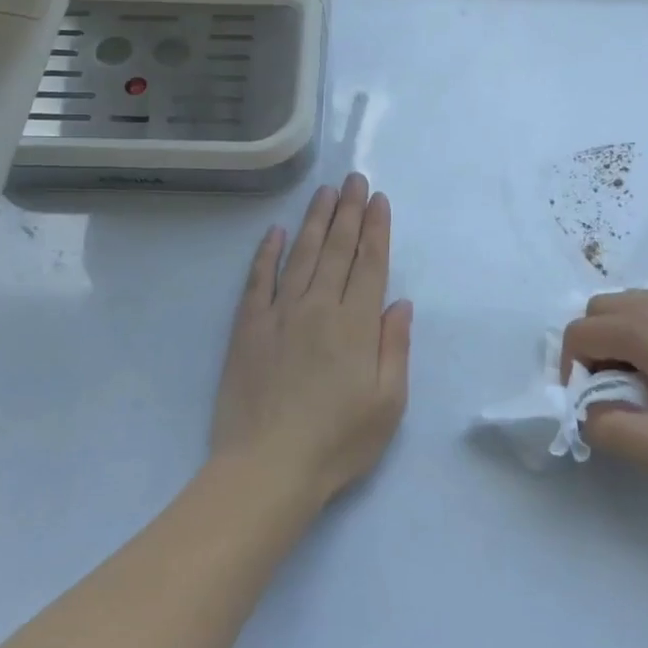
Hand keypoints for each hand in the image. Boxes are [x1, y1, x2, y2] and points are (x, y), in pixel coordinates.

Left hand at [211, 173, 413, 508]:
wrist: (267, 467)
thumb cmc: (338, 441)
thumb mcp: (388, 403)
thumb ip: (395, 347)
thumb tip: (399, 303)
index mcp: (356, 324)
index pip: (369, 264)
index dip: (376, 229)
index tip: (379, 199)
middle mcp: (319, 307)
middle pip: (337, 249)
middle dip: (349, 211)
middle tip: (354, 180)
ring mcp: (279, 313)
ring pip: (302, 255)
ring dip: (315, 220)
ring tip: (325, 192)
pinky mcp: (248, 327)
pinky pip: (259, 279)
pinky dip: (268, 252)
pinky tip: (277, 231)